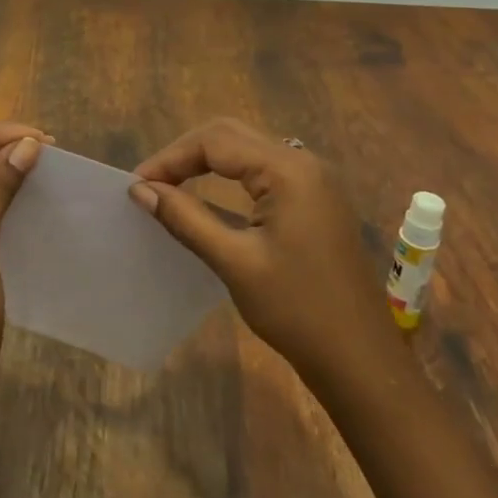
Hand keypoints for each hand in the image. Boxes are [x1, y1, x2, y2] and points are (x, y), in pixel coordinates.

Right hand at [129, 118, 402, 393]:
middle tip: (150, 184)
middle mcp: (304, 163)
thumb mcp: (234, 261)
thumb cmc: (297, 310)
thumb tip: (139, 189)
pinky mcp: (315, 201)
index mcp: (288, 171)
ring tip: (170, 189)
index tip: (136, 185)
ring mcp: (314, 181)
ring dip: (205, 163)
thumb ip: (185, 217)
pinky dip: (228, 178)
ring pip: (246, 151)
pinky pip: (263, 172)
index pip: (215, 141)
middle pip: (230, 136)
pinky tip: (208, 200)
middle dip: (185, 154)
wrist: (361, 361)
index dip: (170, 158)